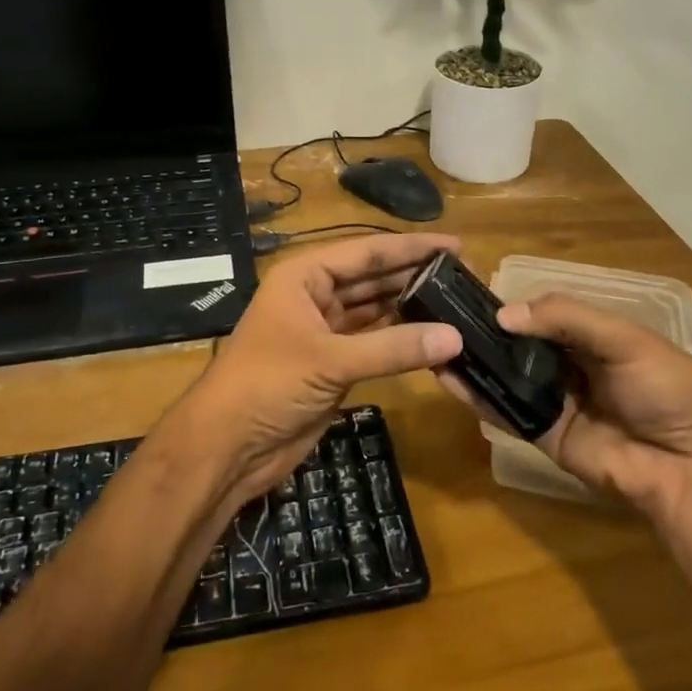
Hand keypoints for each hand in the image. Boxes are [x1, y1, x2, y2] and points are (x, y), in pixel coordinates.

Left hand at [174, 233, 463, 503]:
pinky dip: (400, 340)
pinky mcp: (332, 364)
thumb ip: (393, 348)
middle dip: (414, 275)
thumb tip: (456, 337)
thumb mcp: (330, 361)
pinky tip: (432, 336)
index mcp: (305, 276)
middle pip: (373, 278)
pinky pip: (374, 343)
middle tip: (464, 275)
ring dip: (410, 307)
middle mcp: (315, 295)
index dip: (411, 248)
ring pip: (375, 310)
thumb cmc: (268, 384)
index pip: (367, 252)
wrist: (228, 446)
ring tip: (456, 301)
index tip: (455, 244)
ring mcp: (324, 331)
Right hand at [440, 293, 691, 524]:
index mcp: (591, 336)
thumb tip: (502, 315)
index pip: (540, 313)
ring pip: (505, 376)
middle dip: (483, 332)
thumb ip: (564, 318)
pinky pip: (505, 412)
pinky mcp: (543, 435)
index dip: (508, 304)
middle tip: (437, 314)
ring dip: (472, 361)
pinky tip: (446, 376)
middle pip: (517, 344)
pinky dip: (476, 396)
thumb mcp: (622, 338)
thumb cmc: (665, 386)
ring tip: (431, 340)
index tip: (466, 292)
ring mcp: (554, 401)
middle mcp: (568, 365)